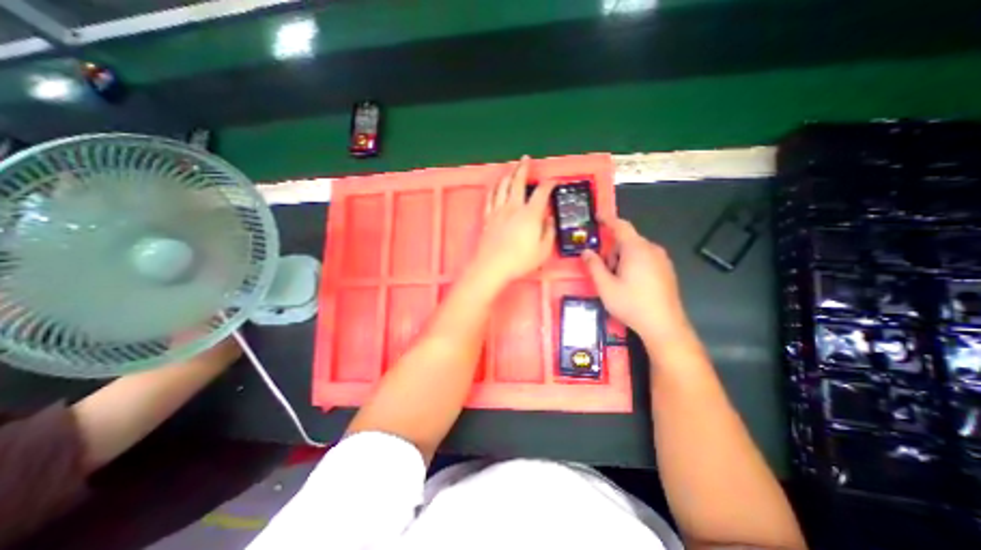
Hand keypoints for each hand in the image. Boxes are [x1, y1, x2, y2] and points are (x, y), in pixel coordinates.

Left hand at [469, 155, 554, 287]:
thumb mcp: (543, 250)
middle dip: (523, 168)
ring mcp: (498, 211)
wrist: (492, 266)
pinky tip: (495, 185)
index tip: (553, 182)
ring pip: (502, 186)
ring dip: (508, 174)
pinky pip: (490, 197)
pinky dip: (494, 188)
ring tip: (511, 168)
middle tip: (526, 159)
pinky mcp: (488, 217)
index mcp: (530, 214)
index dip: (549, 184)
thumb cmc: (519, 261)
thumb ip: (548, 232)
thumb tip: (549, 219)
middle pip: (518, 181)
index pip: (542, 193)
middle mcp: (513, 207)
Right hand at [581, 215, 687, 340]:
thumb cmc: (631, 304)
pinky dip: (634, 265)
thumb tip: (586, 252)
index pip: (620, 226)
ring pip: (636, 251)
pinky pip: (646, 259)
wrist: (664, 326)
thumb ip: (594, 266)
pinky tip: (632, 285)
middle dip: (612, 251)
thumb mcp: (605, 286)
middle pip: (627, 241)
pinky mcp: (667, 270)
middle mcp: (652, 249)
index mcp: (636, 249)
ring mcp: (662, 260)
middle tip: (605, 272)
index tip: (597, 216)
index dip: (608, 219)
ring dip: (622, 259)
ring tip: (618, 282)